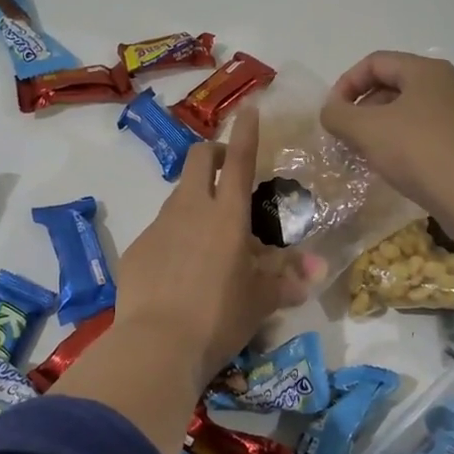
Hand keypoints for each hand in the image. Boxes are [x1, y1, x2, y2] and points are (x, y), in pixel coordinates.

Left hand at [113, 106, 318, 385]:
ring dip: (194, 200)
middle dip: (213, 153)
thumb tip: (317, 271)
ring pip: (177, 196)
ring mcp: (158, 227)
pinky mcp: (137, 249)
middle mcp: (190, 209)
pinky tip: (178, 272)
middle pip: (198, 159)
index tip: (248, 109)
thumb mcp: (260, 301)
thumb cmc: (219, 317)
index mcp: (227, 215)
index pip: (239, 160)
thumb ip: (287, 280)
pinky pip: (159, 232)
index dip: (246, 132)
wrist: (156, 344)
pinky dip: (173, 239)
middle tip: (226, 171)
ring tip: (207, 238)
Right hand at [319, 51, 453, 240]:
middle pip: (395, 85)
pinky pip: (430, 133)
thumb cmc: (420, 152)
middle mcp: (450, 84)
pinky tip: (397, 168)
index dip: (346, 84)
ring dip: (384, 128)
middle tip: (348, 136)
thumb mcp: (366, 130)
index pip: (375, 62)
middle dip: (364, 107)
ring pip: (412, 111)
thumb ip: (338, 115)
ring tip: (369, 154)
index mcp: (426, 71)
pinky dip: (407, 143)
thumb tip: (331, 111)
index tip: (333, 114)